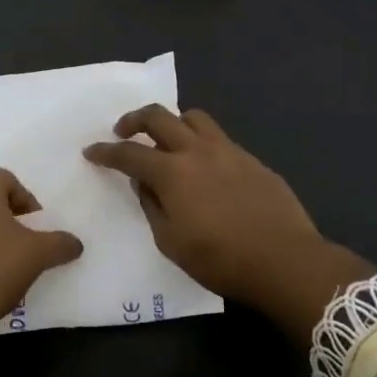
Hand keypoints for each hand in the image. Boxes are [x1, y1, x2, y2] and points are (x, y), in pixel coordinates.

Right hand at [82, 106, 373, 345]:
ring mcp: (228, 150)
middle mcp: (197, 150)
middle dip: (134, 119)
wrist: (285, 260)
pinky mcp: (251, 158)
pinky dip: (201, 142)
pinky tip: (204, 165)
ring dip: (173, 122)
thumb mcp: (171, 243)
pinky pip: (219, 138)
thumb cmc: (221, 260)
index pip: (130, 153)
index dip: (106, 151)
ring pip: (194, 117)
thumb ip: (153, 207)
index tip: (92, 151)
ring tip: (167, 139)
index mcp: (172, 172)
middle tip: (123, 130)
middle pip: (159, 116)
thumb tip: (145, 184)